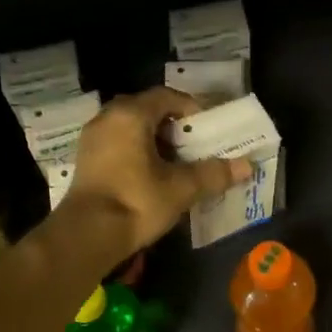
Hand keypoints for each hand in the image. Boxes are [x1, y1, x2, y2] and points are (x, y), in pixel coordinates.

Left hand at [66, 87, 251, 262]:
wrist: (87, 235)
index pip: (167, 96)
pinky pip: (117, 144)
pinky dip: (136, 152)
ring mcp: (92, 139)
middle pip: (147, 110)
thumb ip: (213, 174)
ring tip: (175, 163)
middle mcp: (107, 117)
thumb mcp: (181, 188)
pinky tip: (150, 176)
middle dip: (173, 126)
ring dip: (154, 140)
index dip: (191, 109)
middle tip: (194, 146)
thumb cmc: (136, 202)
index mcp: (131, 114)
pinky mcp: (85, 161)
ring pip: (130, 128)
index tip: (208, 130)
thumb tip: (247, 166)